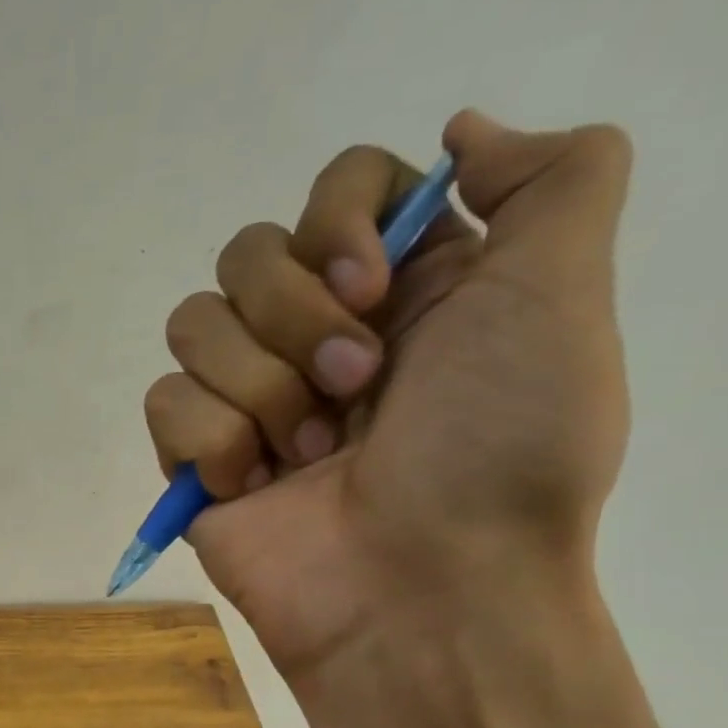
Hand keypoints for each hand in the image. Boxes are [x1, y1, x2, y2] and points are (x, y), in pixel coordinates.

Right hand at [145, 110, 634, 689]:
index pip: (334, 187)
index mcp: (402, 289)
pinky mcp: (197, 458)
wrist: (422, 593)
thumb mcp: (563, 298)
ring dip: (258, 389)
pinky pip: (164, 402)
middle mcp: (318, 333)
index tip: (374, 288)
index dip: (339, 222)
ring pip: (192, 325)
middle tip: (356, 390)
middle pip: (247, 252)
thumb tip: (460, 134)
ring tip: (307, 456)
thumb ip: (551, 180)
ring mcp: (249, 399)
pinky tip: (256, 487)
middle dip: (295, 320)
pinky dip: (213, 443)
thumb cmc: (498, 453)